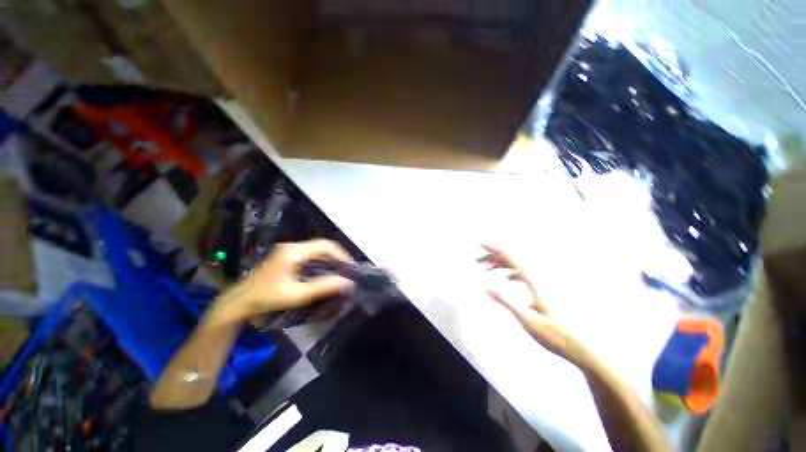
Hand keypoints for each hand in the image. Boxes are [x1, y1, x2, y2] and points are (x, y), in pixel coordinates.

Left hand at [206, 240, 354, 325]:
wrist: (237, 303)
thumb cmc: (266, 298)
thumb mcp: (296, 295)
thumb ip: (322, 288)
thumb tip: (347, 283)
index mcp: (294, 251)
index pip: (325, 245)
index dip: (341, 254)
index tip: (350, 267)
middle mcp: (292, 247)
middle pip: (321, 246)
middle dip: (336, 257)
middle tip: (347, 270)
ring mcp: (288, 252)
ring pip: (316, 251)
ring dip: (329, 259)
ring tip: (340, 271)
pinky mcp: (286, 258)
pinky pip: (309, 256)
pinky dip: (320, 262)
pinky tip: (324, 273)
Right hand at [482, 244, 591, 367]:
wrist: (581, 345)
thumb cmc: (555, 334)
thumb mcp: (526, 319)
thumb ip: (506, 301)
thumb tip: (486, 286)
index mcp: (534, 281)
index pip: (511, 258)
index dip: (495, 249)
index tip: (482, 244)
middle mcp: (538, 278)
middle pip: (513, 259)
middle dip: (494, 255)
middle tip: (478, 258)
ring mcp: (541, 283)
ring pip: (517, 265)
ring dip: (501, 263)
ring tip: (486, 267)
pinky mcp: (543, 289)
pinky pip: (523, 273)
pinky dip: (510, 271)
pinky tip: (507, 277)